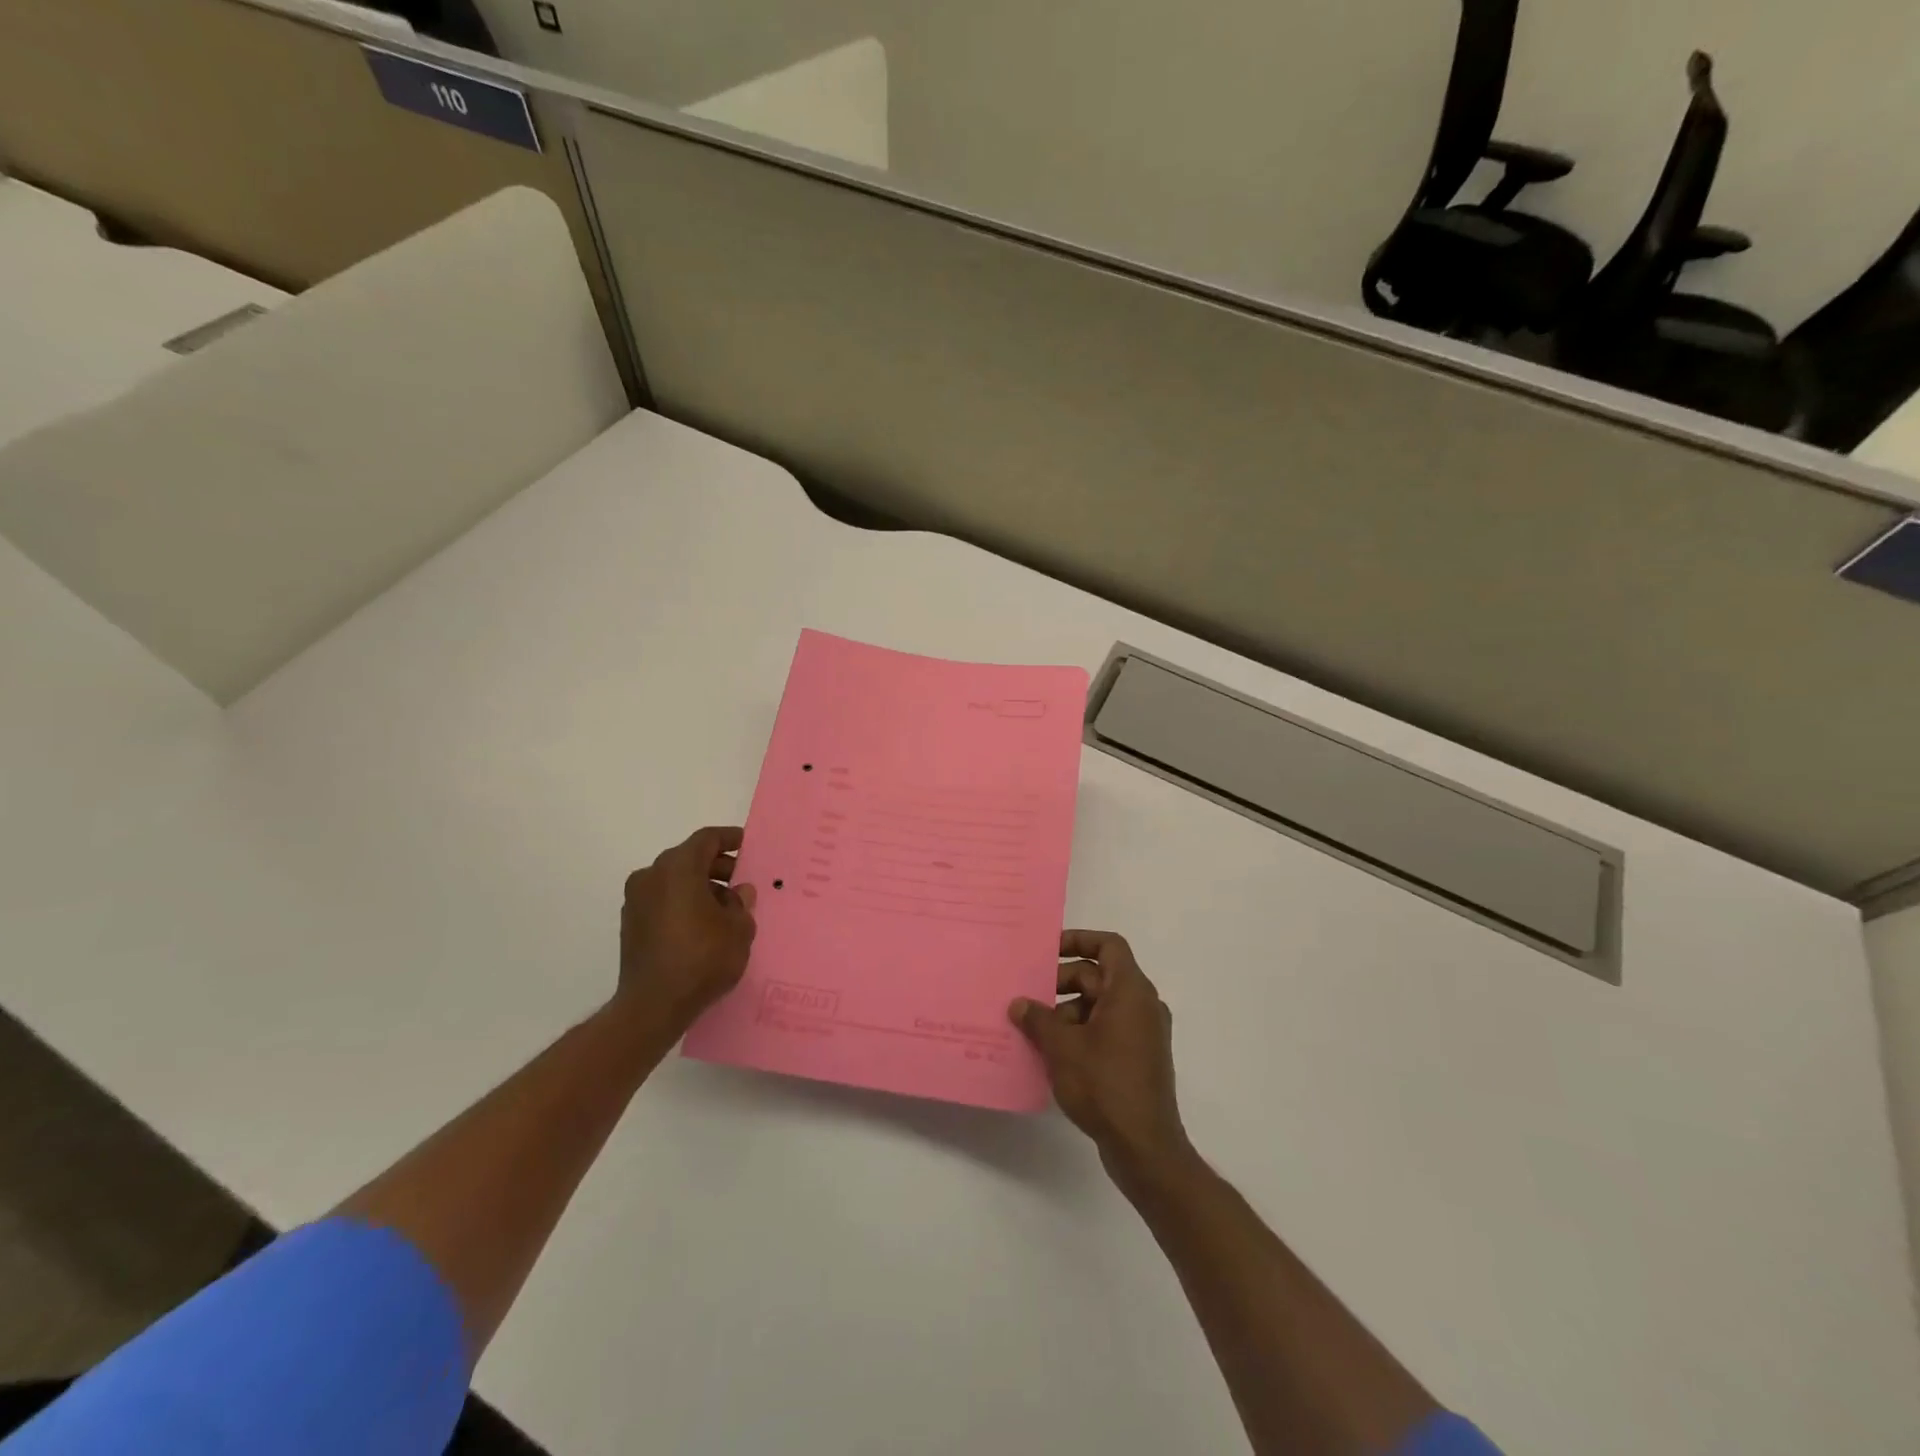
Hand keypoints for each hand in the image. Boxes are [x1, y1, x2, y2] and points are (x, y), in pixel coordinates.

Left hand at [617, 826, 757, 1034]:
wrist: (653, 1005)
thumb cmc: (702, 958)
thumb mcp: (738, 930)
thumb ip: (741, 904)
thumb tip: (738, 893)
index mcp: (678, 868)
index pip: (706, 839)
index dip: (728, 839)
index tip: (746, 844)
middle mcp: (652, 876)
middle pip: (688, 858)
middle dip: (716, 866)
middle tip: (740, 880)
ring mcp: (636, 900)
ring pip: (674, 880)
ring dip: (700, 886)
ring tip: (726, 908)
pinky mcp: (630, 924)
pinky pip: (662, 900)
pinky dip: (683, 902)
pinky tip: (703, 924)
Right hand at [1009, 931, 1190, 1177]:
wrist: (1145, 1147)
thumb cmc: (1104, 1084)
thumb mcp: (1062, 1047)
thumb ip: (1038, 1019)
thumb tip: (1018, 1003)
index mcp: (1131, 991)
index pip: (1108, 945)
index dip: (1078, 940)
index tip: (1048, 951)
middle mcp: (1143, 1005)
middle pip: (1101, 975)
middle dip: (1064, 981)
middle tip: (1031, 996)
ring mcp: (1145, 1033)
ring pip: (1102, 1004)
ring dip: (1070, 1009)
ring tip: (1038, 1029)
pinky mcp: (1140, 1058)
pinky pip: (1109, 1028)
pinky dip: (1083, 1030)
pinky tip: (1055, 1052)